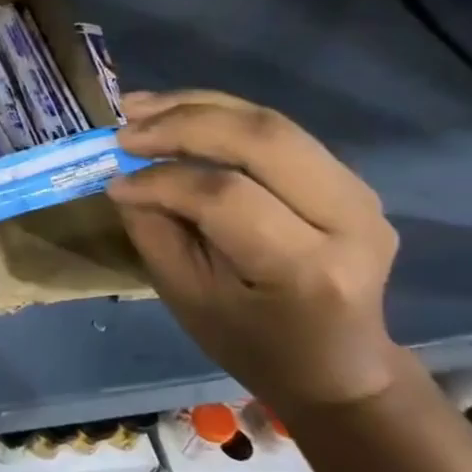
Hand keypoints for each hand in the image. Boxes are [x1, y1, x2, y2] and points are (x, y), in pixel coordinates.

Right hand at [106, 91, 405, 412]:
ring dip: (196, 107)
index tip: (114, 183)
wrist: (335, 363)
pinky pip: (275, 131)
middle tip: (123, 130)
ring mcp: (358, 192)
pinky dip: (217, 115)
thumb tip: (125, 176)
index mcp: (308, 269)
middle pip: (263, 140)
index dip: (162, 181)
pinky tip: (172, 112)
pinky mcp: (347, 177)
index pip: (228, 198)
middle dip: (183, 124)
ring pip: (270, 122)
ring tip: (135, 108)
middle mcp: (349, 220)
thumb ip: (156, 231)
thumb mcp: (187, 298)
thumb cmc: (251, 342)